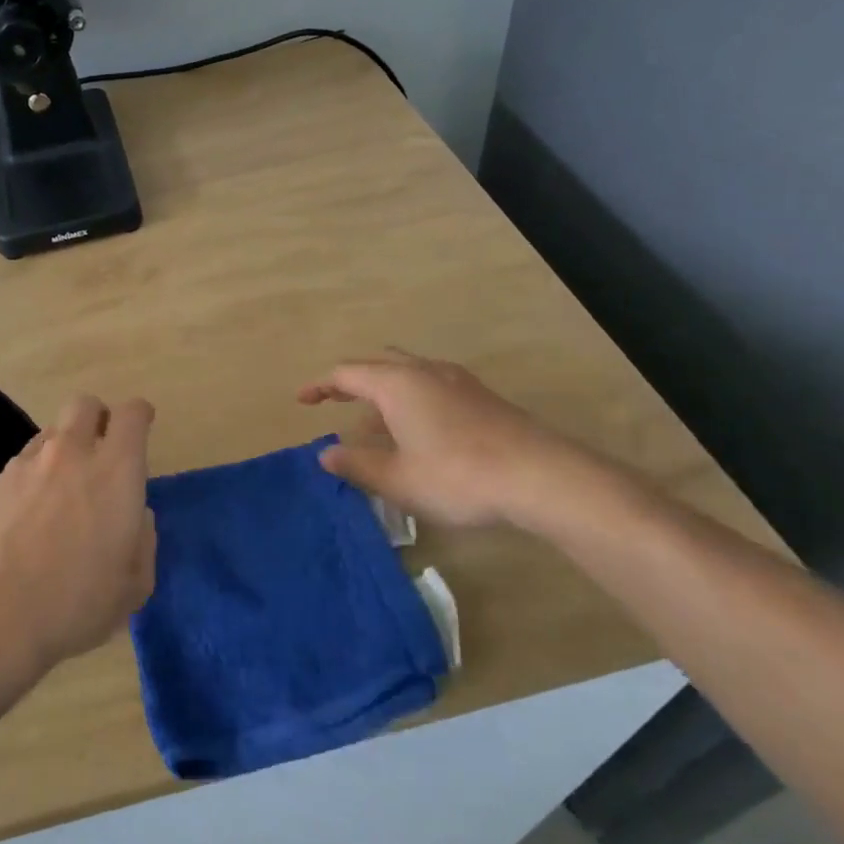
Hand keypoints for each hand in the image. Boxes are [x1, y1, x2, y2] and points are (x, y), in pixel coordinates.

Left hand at [0, 394, 156, 674]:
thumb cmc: (76, 602)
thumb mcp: (134, 585)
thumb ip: (143, 540)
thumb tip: (136, 517)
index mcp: (115, 471)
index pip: (132, 414)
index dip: (139, 416)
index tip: (141, 427)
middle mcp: (70, 454)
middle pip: (85, 404)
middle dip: (97, 418)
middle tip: (100, 452)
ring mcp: (25, 465)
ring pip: (49, 434)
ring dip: (62, 451)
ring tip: (59, 493)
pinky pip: (19, 467)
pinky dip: (29, 482)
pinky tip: (24, 520)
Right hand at [299, 349, 593, 528]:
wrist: (541, 476)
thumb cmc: (456, 476)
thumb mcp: (396, 478)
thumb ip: (356, 463)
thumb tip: (326, 454)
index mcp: (396, 384)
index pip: (345, 374)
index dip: (319, 386)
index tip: (302, 401)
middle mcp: (424, 371)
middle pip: (378, 364)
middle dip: (352, 382)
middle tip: (335, 403)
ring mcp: (457, 381)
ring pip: (407, 374)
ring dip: (383, 394)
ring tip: (373, 428)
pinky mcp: (481, 397)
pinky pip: (431, 386)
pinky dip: (410, 401)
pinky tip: (416, 434)